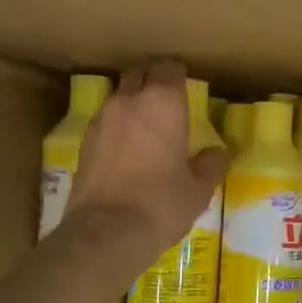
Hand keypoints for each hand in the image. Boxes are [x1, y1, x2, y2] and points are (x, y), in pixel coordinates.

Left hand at [62, 61, 227, 278]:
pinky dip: (117, 130)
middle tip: (169, 107)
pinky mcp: (83, 143)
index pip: (169, 68)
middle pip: (139, 75)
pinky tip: (127, 153)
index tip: (188, 90)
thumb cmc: (161, 204)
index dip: (179, 76)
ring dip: (133, 106)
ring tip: (147, 131)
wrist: (105, 234)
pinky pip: (105, 123)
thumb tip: (218, 153)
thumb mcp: (198, 189)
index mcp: (162, 103)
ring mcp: (101, 121)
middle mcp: (128, 101)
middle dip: (153, 84)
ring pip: (119, 98)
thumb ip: (211, 164)